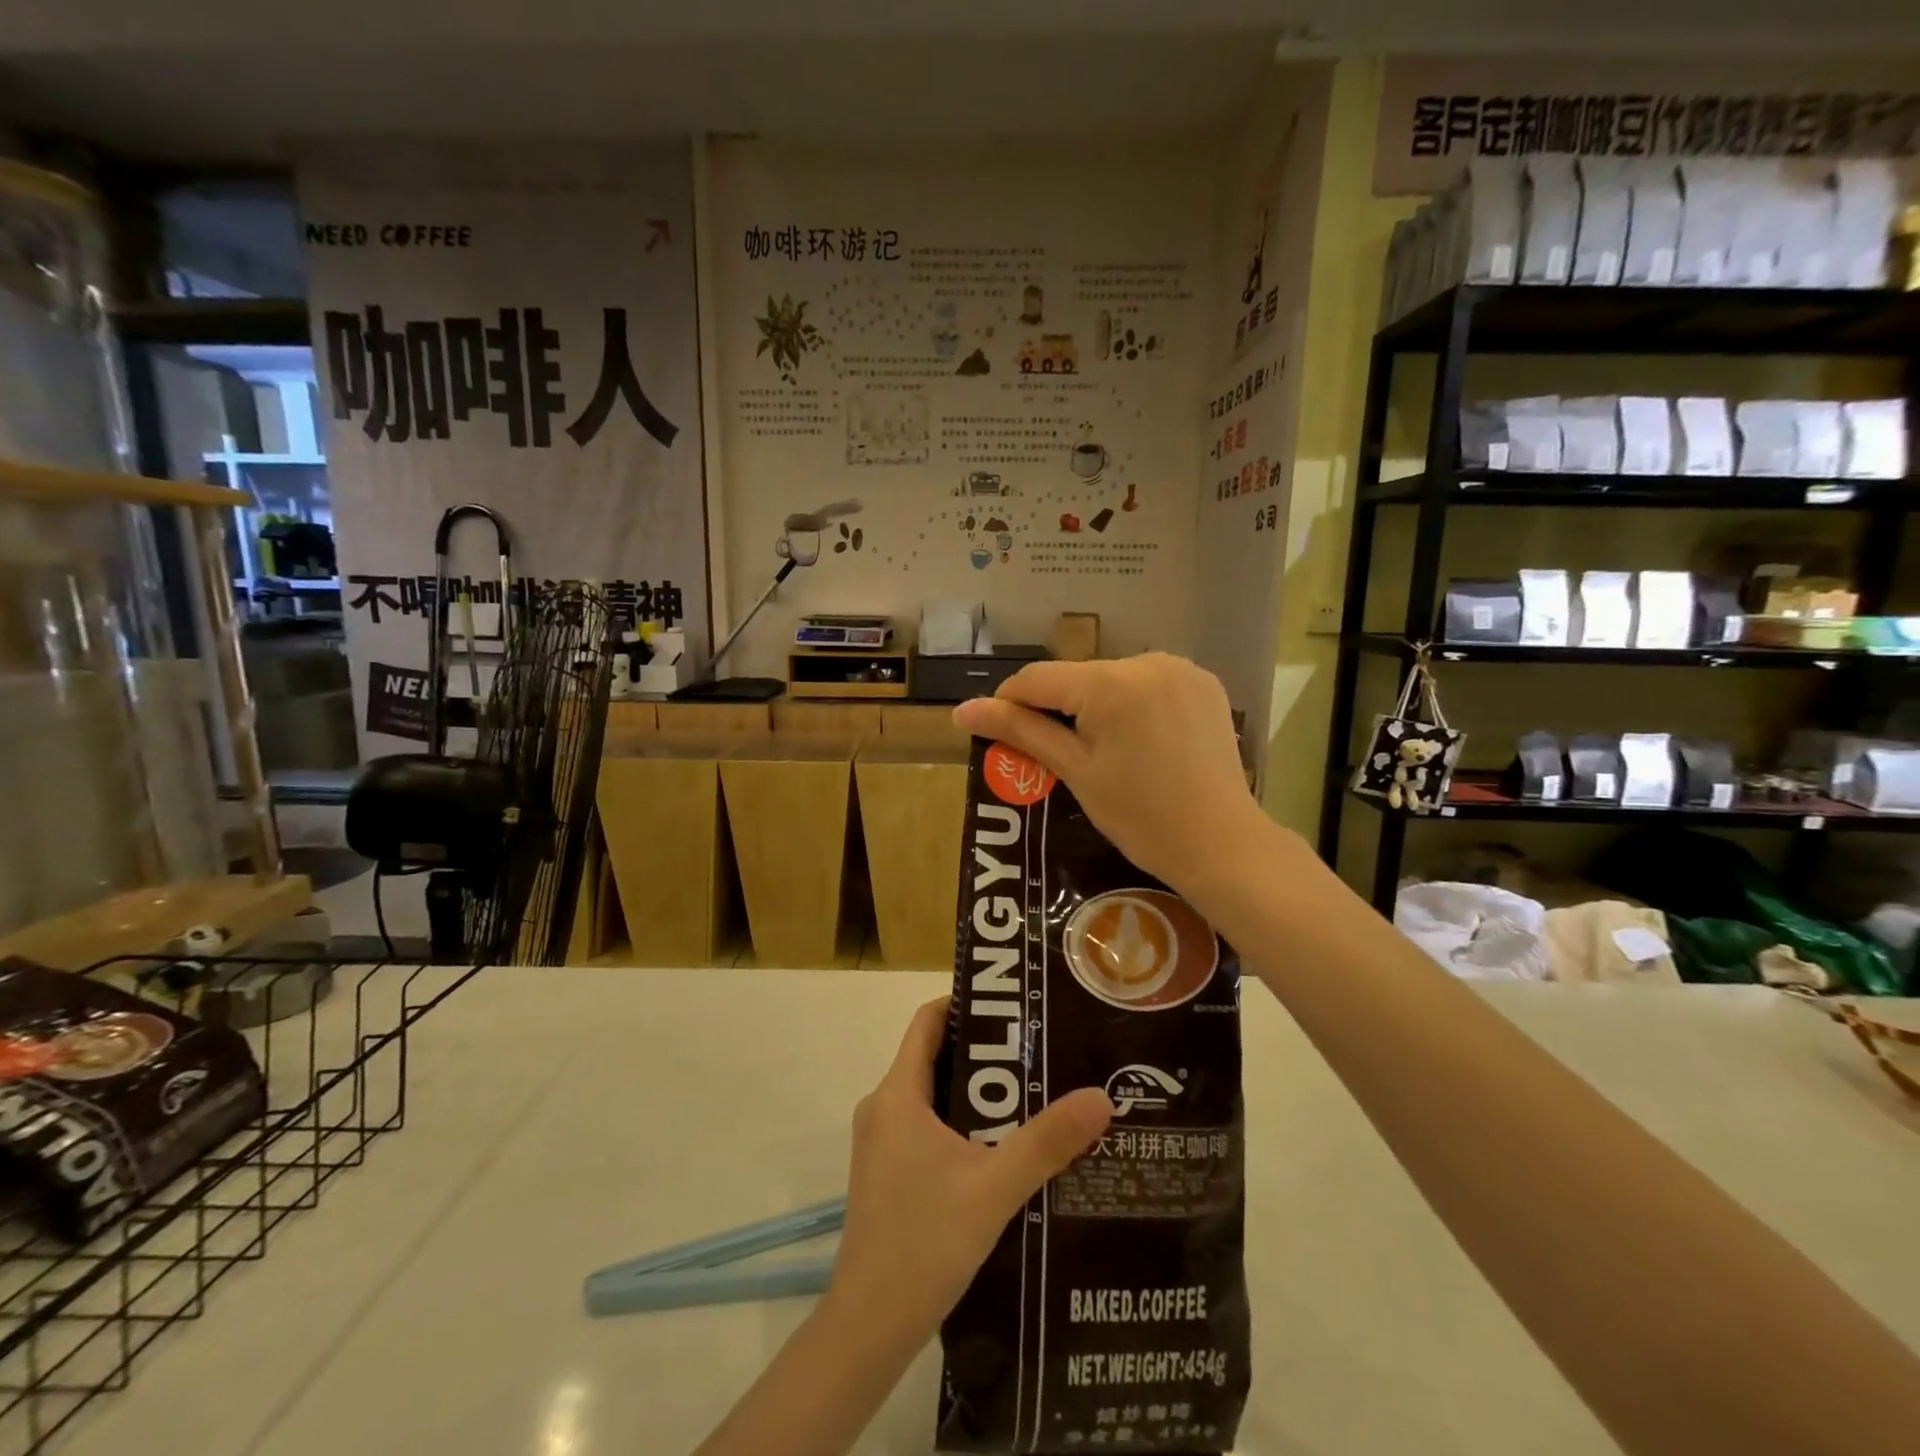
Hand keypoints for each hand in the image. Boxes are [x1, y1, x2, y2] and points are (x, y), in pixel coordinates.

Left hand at [827, 998, 1111, 1347]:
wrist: (869, 1328)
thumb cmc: (924, 1243)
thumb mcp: (995, 1188)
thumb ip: (1048, 1142)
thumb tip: (1101, 1098)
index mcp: (897, 1094)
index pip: (928, 1021)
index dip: (967, 1003)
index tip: (1015, 1004)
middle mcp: (884, 1108)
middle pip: (935, 1055)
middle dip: (986, 1050)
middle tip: (1039, 1047)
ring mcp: (882, 1142)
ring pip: (933, 1095)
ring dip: (978, 1091)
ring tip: (1033, 1090)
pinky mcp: (888, 1172)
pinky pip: (928, 1126)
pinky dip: (963, 1122)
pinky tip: (1004, 1145)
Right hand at [951, 653, 1265, 896]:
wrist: (1222, 843)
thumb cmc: (1140, 816)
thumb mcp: (1074, 771)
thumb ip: (1020, 731)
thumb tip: (961, 710)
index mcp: (1109, 683)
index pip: (1036, 678)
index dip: (1009, 703)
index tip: (998, 734)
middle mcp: (1146, 661)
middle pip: (1076, 678)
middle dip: (1057, 709)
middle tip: (1056, 756)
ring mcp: (1181, 669)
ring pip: (1111, 680)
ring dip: (1095, 705)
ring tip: (1101, 753)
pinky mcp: (1203, 684)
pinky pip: (1147, 684)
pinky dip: (1132, 705)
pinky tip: (1139, 742)